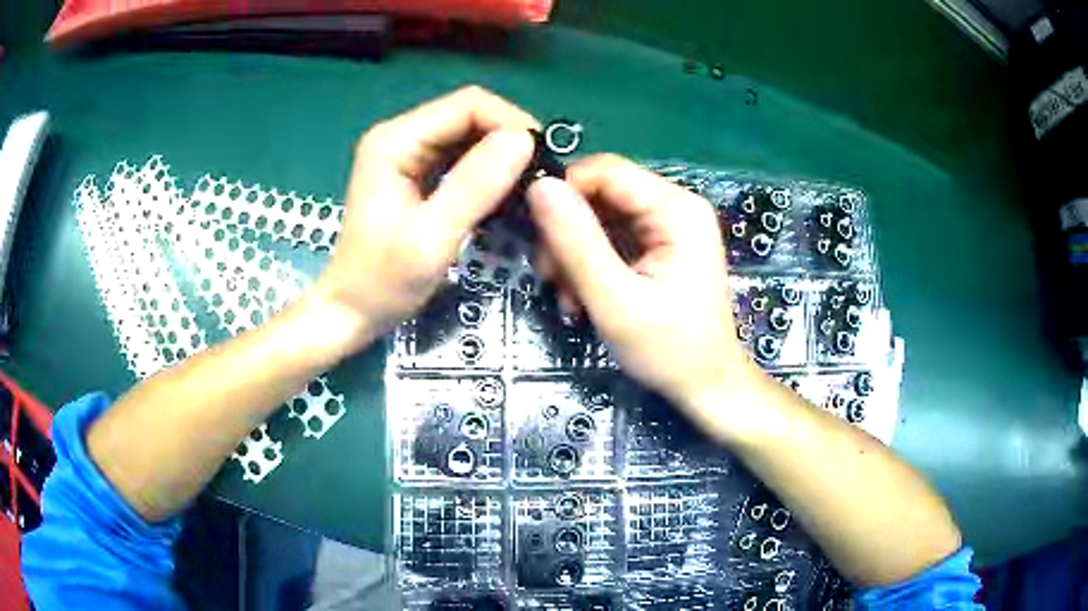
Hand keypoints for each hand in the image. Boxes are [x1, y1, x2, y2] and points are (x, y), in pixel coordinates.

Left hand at [311, 87, 537, 350]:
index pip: (468, 104)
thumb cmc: (382, 282)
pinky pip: (461, 155)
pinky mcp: (415, 171)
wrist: (351, 311)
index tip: (541, 162)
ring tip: (527, 187)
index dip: (510, 123)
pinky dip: (487, 170)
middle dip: (508, 139)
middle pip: (470, 113)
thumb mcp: (431, 238)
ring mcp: (406, 152)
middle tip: (539, 178)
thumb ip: (475, 186)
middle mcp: (400, 135)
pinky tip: (502, 193)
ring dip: (501, 155)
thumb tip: (524, 140)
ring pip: (469, 134)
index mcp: (395, 141)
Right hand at [527, 155, 761, 418]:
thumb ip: (577, 243)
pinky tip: (582, 297)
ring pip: (600, 216)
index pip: (604, 170)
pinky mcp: (660, 244)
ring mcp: (669, 224)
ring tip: (568, 297)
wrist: (707, 385)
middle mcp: (675, 205)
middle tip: (550, 278)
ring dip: (574, 253)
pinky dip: (590, 263)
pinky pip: (612, 236)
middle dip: (567, 232)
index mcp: (676, 208)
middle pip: (601, 192)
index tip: (539, 240)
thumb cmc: (669, 349)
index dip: (564, 194)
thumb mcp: (616, 300)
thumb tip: (539, 185)